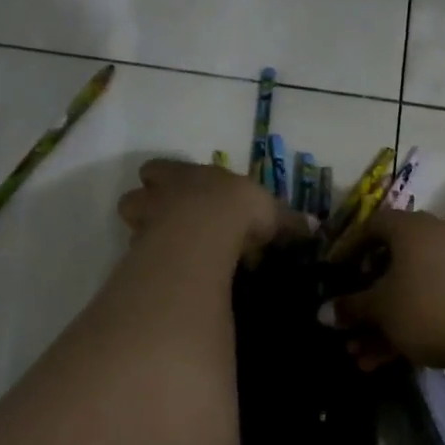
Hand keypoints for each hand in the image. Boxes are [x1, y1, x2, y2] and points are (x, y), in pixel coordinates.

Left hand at [117, 159, 311, 261]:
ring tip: (165, 251)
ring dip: (144, 233)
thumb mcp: (270, 212)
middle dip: (147, 206)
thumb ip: (287, 221)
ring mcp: (145, 223)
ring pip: (131, 223)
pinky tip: (164, 274)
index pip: (161, 170)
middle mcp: (160, 195)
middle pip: (136, 196)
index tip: (180, 191)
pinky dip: (147, 264)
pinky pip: (137, 256)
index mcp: (186, 176)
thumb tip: (314, 227)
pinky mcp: (140, 253)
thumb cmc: (237, 210)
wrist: (207, 230)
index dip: (167, 179)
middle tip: (167, 222)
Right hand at [322, 208, 444, 370]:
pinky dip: (403, 327)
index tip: (332, 271)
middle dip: (362, 298)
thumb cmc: (427, 307)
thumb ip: (351, 307)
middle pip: (388, 263)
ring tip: (357, 354)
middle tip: (344, 319)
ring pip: (406, 291)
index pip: (372, 225)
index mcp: (410, 228)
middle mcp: (432, 239)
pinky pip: (426, 305)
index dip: (348, 247)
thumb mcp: (381, 308)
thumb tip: (323, 312)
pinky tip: (380, 361)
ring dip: (379, 322)